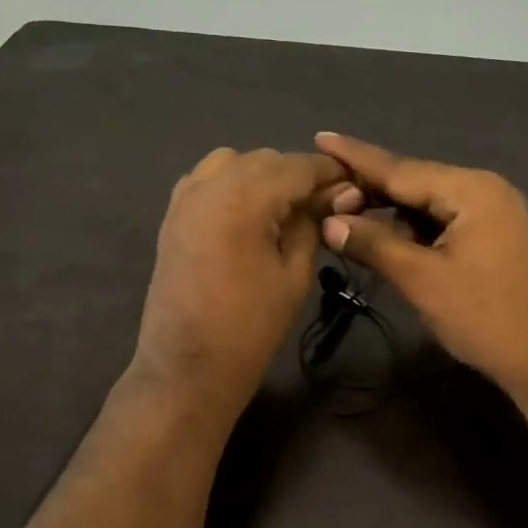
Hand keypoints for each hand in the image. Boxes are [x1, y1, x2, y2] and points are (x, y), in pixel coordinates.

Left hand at [134, 147, 359, 416]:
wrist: (188, 368)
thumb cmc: (250, 328)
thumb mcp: (295, 275)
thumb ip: (313, 224)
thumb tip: (340, 193)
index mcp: (242, 199)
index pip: (296, 166)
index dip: (330, 172)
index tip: (355, 184)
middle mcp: (209, 186)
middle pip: (265, 160)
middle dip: (297, 174)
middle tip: (325, 204)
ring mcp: (184, 199)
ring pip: (232, 162)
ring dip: (263, 175)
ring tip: (284, 208)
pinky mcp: (172, 216)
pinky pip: (206, 180)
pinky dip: (232, 183)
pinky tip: (248, 213)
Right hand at [313, 133, 527, 397]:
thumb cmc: (484, 316)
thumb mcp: (421, 279)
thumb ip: (374, 244)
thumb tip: (329, 223)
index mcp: (471, 189)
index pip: (400, 168)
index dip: (356, 157)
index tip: (321, 137)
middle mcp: (484, 189)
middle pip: (415, 182)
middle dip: (370, 191)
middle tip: (323, 196)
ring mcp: (494, 213)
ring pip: (428, 204)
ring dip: (391, 214)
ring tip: (346, 221)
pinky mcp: (494, 237)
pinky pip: (444, 222)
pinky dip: (414, 230)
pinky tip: (388, 241)